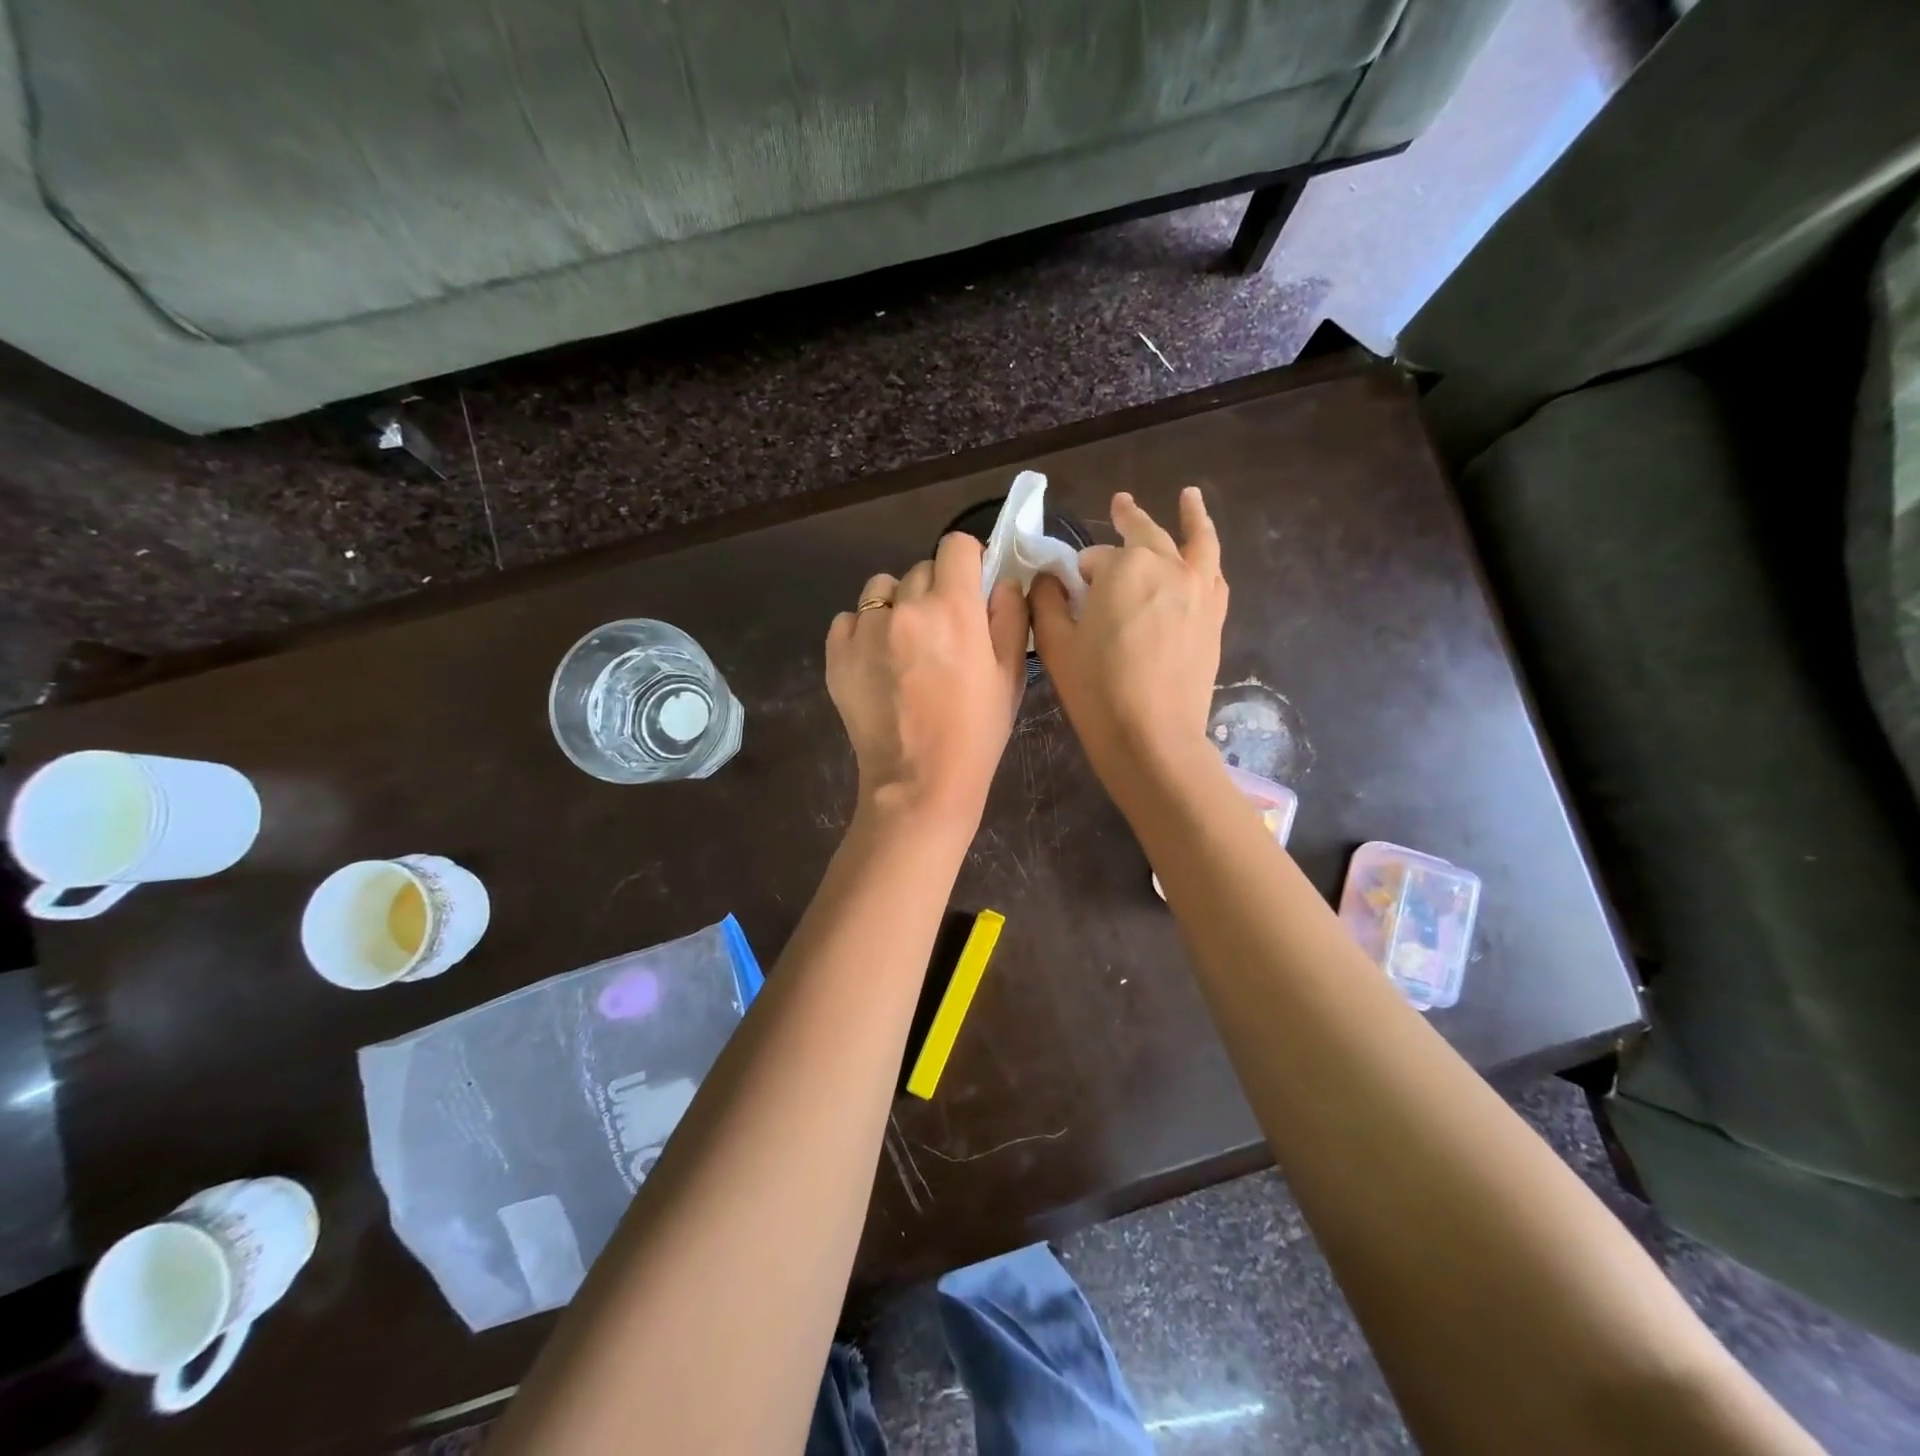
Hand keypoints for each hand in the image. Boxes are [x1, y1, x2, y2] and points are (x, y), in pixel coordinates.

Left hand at [826, 531, 1028, 828]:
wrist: (919, 782)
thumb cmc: (975, 733)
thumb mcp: (1009, 676)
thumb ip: (1009, 617)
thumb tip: (1000, 581)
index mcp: (954, 608)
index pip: (956, 545)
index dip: (968, 560)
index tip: (971, 585)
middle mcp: (906, 607)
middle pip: (921, 569)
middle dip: (935, 590)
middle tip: (943, 631)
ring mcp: (865, 630)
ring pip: (881, 590)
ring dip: (896, 605)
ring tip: (905, 645)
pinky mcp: (837, 654)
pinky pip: (849, 619)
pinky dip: (864, 631)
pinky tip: (877, 663)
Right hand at [1032, 487, 1226, 783]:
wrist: (1152, 737)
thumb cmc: (1097, 690)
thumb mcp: (1055, 644)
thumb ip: (1047, 601)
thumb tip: (1049, 579)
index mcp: (1124, 567)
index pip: (1094, 558)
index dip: (1079, 574)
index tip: (1070, 592)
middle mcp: (1167, 566)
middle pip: (1145, 535)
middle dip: (1129, 518)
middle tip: (1120, 503)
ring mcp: (1198, 590)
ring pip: (1196, 541)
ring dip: (1190, 516)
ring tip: (1188, 497)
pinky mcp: (1214, 617)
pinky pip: (1214, 574)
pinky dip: (1207, 558)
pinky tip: (1203, 557)